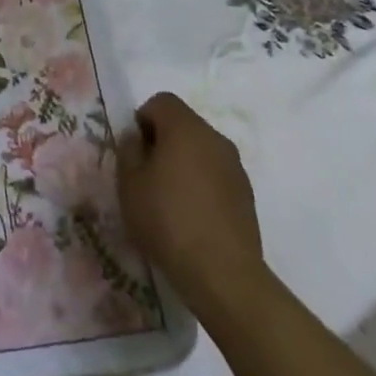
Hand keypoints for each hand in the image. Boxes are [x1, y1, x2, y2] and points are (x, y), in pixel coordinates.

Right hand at [117, 93, 265, 304]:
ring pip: (201, 150)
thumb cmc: (168, 220)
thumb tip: (137, 138)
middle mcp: (215, 138)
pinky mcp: (247, 195)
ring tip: (169, 200)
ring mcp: (235, 167)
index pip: (161, 101)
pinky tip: (192, 217)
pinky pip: (216, 175)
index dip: (143, 119)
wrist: (224, 275)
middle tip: (147, 175)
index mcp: (186, 127)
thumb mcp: (130, 183)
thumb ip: (129, 150)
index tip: (135, 151)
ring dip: (184, 163)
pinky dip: (202, 184)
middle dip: (163, 141)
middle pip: (183, 124)